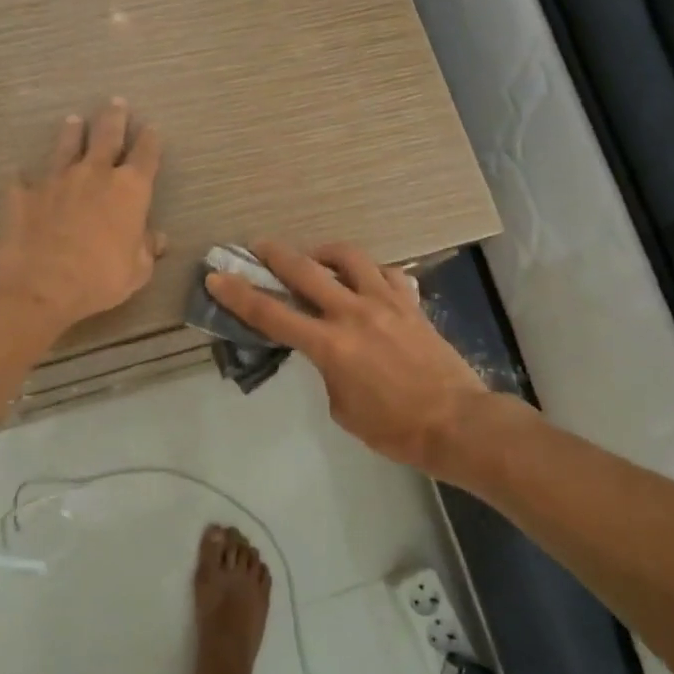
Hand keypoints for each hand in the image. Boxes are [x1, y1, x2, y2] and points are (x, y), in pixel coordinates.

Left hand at [0, 100, 166, 333]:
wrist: (39, 285)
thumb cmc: (100, 278)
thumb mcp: (137, 271)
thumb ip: (146, 249)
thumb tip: (156, 238)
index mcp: (130, 190)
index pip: (146, 155)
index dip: (150, 141)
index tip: (152, 129)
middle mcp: (93, 174)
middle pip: (106, 136)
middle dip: (113, 118)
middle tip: (116, 102)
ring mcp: (55, 180)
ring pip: (65, 146)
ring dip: (71, 133)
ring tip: (73, 120)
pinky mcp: (23, 194)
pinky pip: (24, 180)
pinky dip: (25, 177)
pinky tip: (20, 175)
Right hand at [205, 241, 485, 467]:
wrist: (456, 423)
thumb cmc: (395, 428)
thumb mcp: (343, 408)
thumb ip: (328, 372)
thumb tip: (330, 353)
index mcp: (330, 345)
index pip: (272, 315)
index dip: (239, 295)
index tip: (217, 276)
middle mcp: (353, 313)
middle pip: (305, 271)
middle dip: (275, 255)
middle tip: (258, 245)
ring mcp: (386, 303)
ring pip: (349, 258)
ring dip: (324, 252)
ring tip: (315, 257)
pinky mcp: (411, 303)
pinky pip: (386, 273)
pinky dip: (369, 271)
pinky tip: (364, 279)